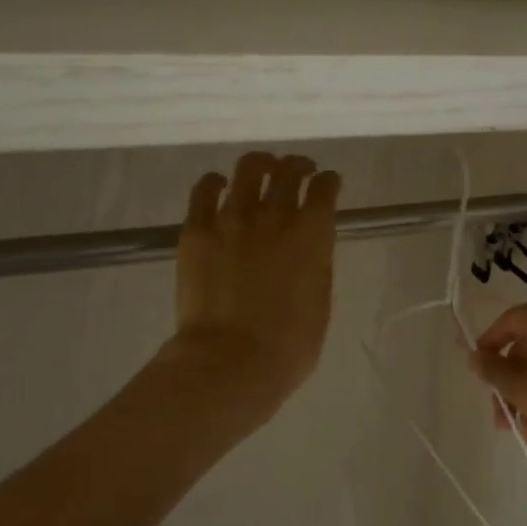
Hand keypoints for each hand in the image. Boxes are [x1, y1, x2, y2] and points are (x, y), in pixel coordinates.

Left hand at [165, 151, 340, 422]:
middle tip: (298, 170)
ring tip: (261, 169)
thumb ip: (316, 265)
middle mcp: (275, 215)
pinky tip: (218, 185)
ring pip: (249, 169)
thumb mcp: (320, 301)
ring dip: (260, 164)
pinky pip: (204, 190)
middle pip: (289, 171)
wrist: (232, 361)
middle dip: (298, 165)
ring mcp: (233, 219)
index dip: (329, 181)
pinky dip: (214, 182)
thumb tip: (307, 249)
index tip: (328, 182)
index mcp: (312, 234)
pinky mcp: (197, 230)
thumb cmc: (289, 345)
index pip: (325, 189)